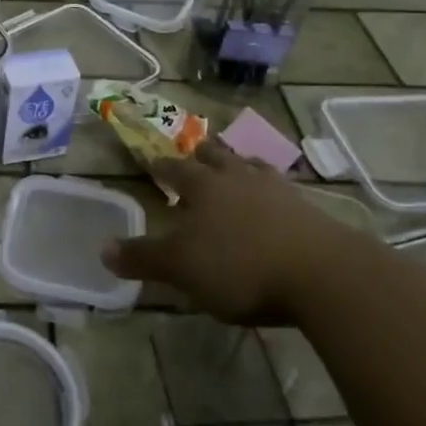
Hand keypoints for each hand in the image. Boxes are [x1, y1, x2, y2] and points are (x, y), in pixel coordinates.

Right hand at [102, 140, 366, 323]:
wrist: (322, 274)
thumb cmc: (240, 266)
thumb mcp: (181, 268)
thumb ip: (143, 258)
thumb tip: (102, 249)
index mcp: (203, 187)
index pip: (176, 169)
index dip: (162, 166)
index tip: (153, 160)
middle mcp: (238, 178)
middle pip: (217, 158)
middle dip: (203, 154)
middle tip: (196, 151)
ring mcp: (279, 191)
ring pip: (253, 167)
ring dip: (241, 165)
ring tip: (238, 164)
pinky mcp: (311, 211)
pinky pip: (284, 191)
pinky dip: (274, 191)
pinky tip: (277, 201)